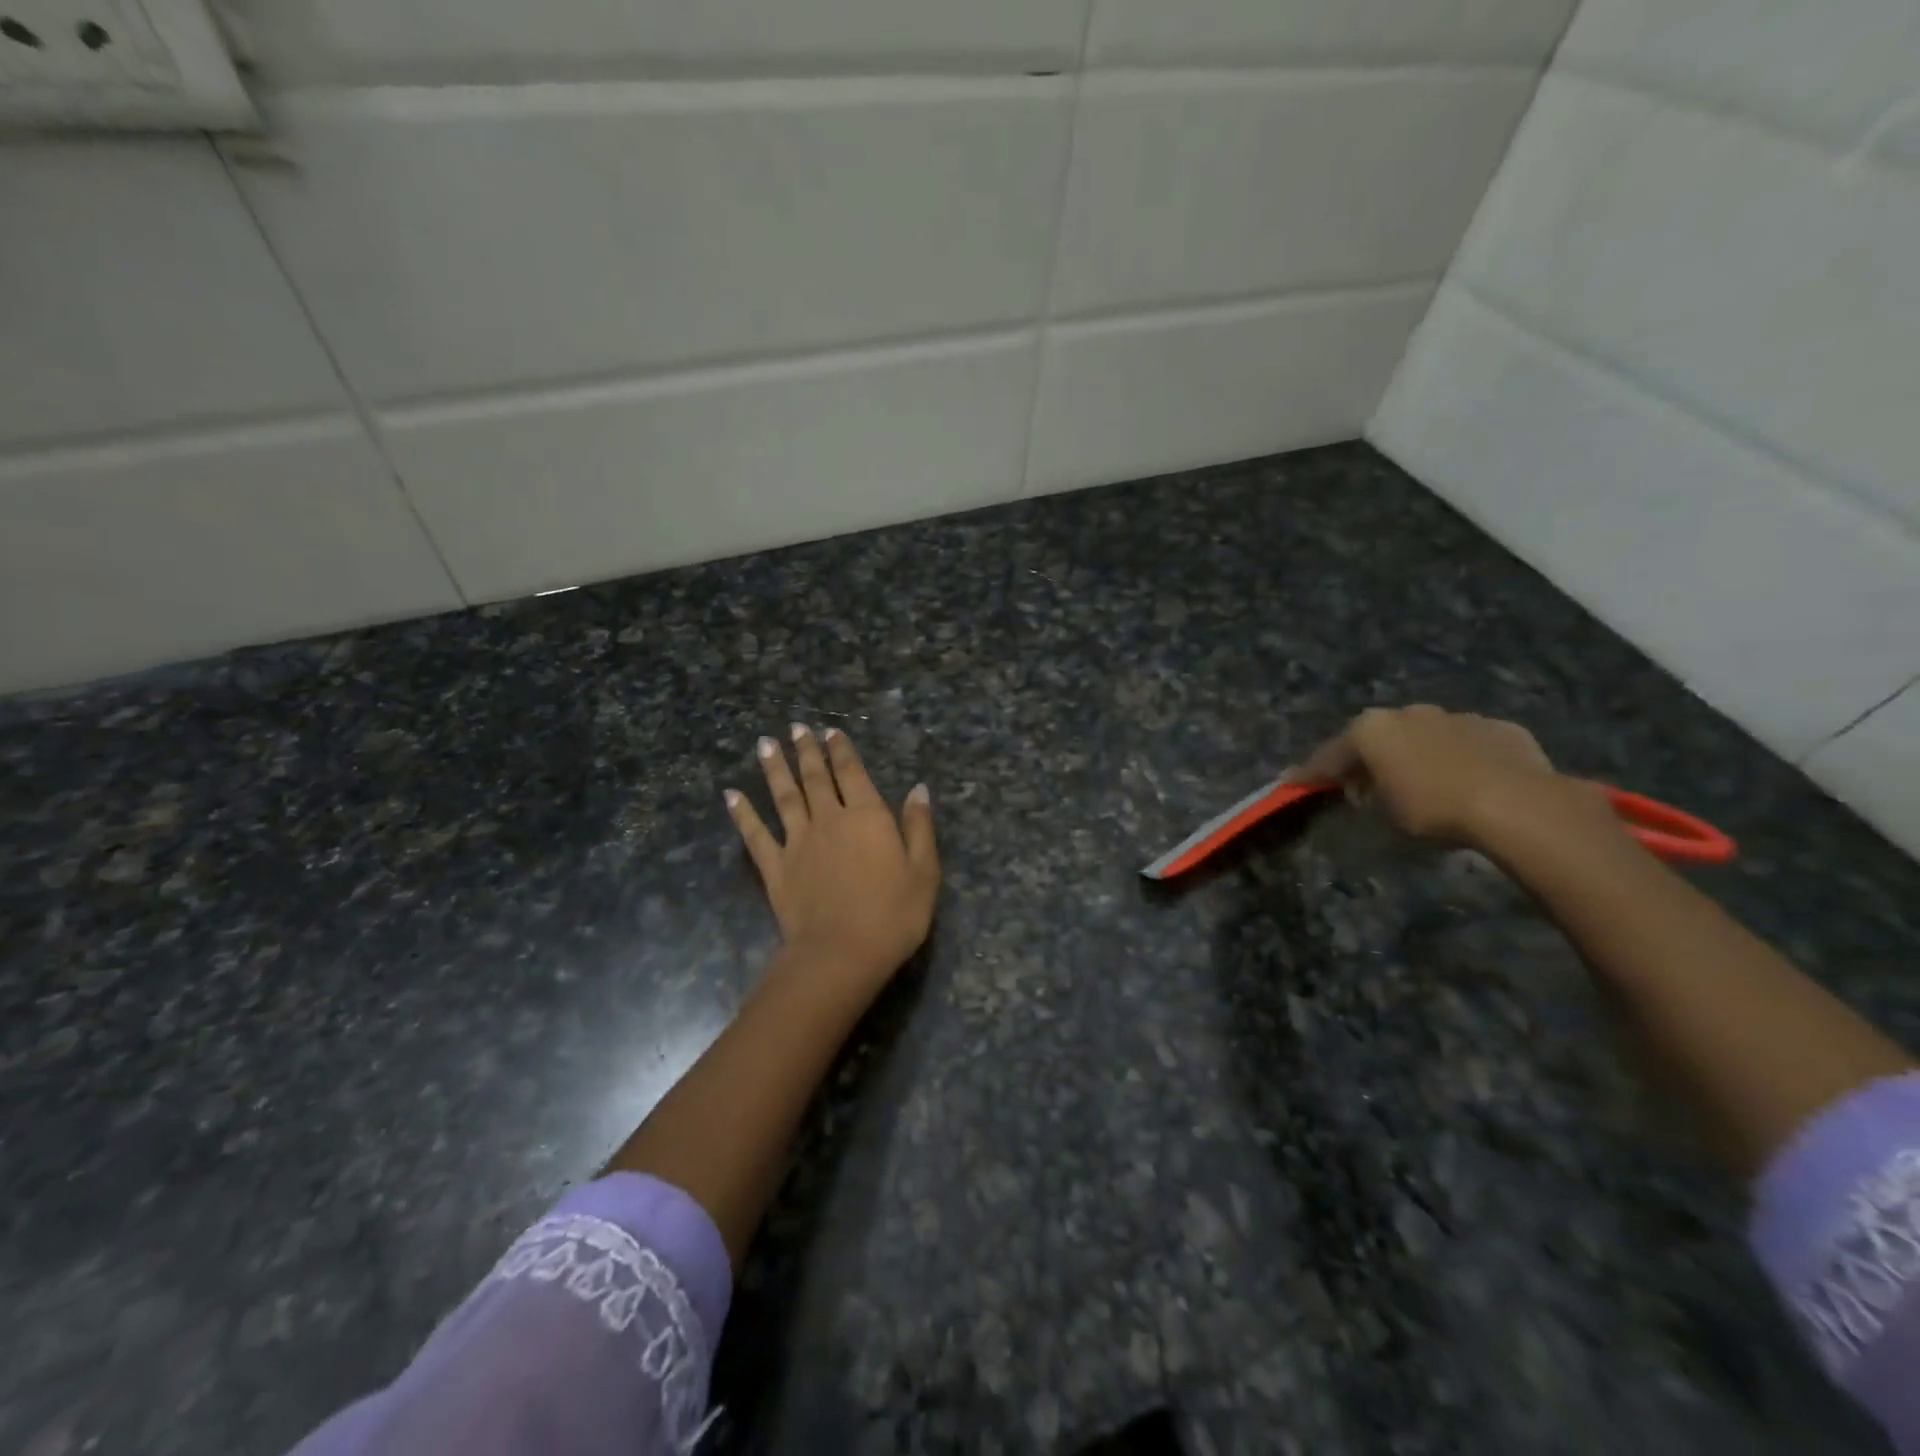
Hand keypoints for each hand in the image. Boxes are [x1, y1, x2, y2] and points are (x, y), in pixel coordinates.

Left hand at [726, 724, 938, 987]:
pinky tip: (731, 796)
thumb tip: (918, 789)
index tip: (830, 732)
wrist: (841, 954)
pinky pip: (756, 835)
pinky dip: (743, 814)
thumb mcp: (924, 871)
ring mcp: (798, 843)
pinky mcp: (776, 868)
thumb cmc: (893, 915)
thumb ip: (919, 827)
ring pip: (784, 797)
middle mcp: (829, 820)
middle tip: (796, 728)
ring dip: (775, 769)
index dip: (841, 751)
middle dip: (807, 751)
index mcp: (867, 817)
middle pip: (815, 778)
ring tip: (765, 743)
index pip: (852, 773)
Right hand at [1294, 704, 1605, 845]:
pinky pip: (1468, 743)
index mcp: (1372, 728)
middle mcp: (1409, 712)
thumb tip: (1364, 792)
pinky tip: (1467, 781)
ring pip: (1424, 735)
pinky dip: (1459, 758)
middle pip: (1378, 737)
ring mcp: (1457, 716)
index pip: (1331, 754)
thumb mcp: (1385, 814)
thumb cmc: (1432, 808)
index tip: (1295, 783)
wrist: (1515, 803)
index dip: (1313, 772)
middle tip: (1363, 789)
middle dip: (1368, 760)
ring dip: (1415, 755)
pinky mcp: (1499, 727)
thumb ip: (1367, 795)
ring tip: (1420, 784)